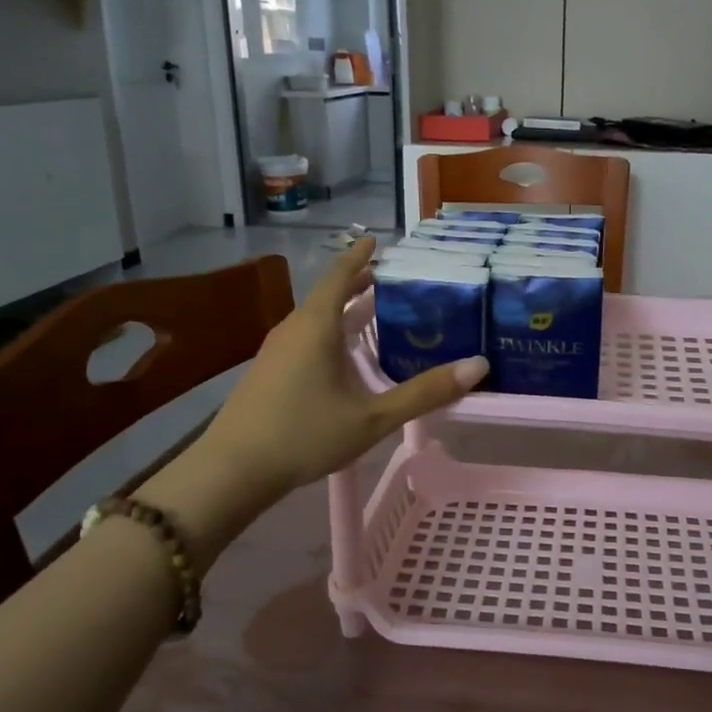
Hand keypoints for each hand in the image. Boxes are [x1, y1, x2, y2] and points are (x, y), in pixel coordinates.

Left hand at [201, 239, 486, 499]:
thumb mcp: (373, 416)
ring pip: (316, 319)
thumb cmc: (305, 434)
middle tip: (390, 280)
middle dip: (357, 285)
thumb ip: (425, 393)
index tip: (378, 241)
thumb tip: (478, 366)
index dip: (360, 257)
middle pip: (328, 296)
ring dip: (343, 311)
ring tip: (373, 313)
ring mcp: (276, 351)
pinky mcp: (268, 372)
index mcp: (317, 326)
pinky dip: (330, 333)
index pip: (340, 276)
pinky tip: (343, 357)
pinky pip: (305, 338)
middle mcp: (294, 329)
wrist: (233, 470)